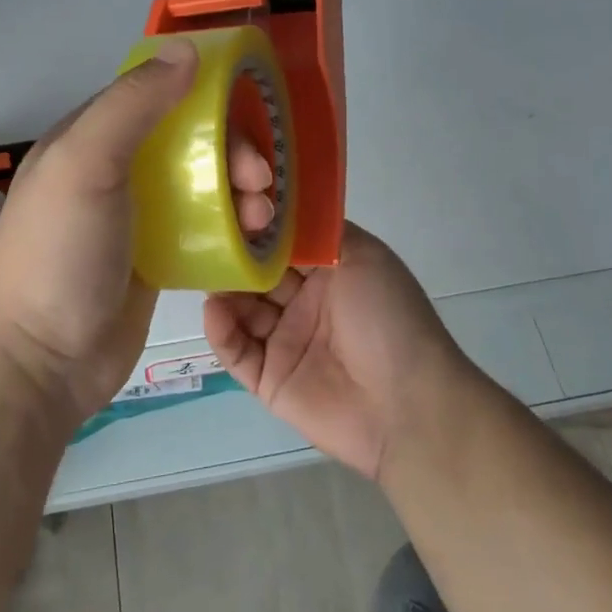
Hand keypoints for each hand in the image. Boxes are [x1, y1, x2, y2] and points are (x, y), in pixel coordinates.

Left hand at [0, 39, 278, 421]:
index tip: (247, 111)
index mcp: (90, 137)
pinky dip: (232, 225)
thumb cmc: (59, 253)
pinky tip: (256, 237)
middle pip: (188, 140)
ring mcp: (136, 218)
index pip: (156, 94)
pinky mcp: (157, 259)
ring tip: (262, 216)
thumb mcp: (86, 164)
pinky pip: (204, 228)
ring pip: (201, 184)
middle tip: (259, 179)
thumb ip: (133, 104)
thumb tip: (186, 49)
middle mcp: (115, 171)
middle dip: (231, 150)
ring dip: (238, 190)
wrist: (38, 362)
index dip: (203, 94)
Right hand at [203, 223, 472, 478]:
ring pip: (242, 311)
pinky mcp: (269, 380)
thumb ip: (319, 232)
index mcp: (329, 273)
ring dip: (224, 292)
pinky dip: (221, 331)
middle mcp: (305, 304)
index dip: (259, 228)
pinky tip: (214, 310)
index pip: (284, 245)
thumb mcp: (365, 256)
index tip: (232, 208)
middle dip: (234, 258)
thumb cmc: (387, 317)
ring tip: (204, 272)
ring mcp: (285, 342)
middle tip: (207, 240)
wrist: (407, 404)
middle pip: (257, 275)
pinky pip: (237, 352)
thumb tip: (278, 212)